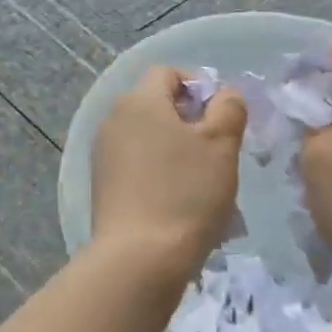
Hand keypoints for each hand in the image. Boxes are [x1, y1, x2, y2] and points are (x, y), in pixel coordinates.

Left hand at [91, 67, 246, 274]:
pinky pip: (136, 165)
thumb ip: (229, 108)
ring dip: (175, 149)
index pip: (169, 73)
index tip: (222, 118)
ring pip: (147, 137)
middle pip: (156, 105)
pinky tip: (177, 202)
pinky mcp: (102, 186)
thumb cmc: (186, 193)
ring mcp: (103, 154)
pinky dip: (158, 172)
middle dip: (189, 121)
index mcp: (139, 101)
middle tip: (217, 151)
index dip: (199, 87)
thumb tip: (224, 95)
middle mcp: (113, 119)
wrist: (139, 259)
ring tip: (201, 181)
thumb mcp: (221, 144)